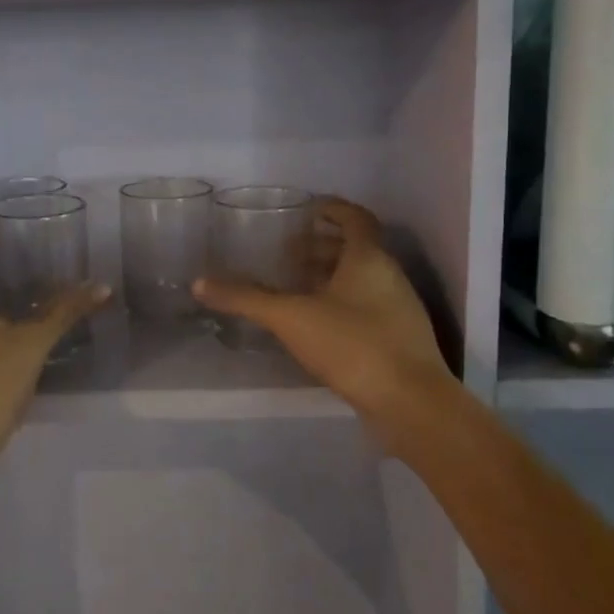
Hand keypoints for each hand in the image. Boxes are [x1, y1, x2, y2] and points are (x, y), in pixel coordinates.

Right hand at [194, 197, 459, 449]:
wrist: (412, 404)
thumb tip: (200, 283)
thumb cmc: (353, 345)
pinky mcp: (400, 339)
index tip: (308, 210)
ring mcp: (399, 309)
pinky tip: (319, 325)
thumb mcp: (291, 318)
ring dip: (333, 276)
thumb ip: (247, 298)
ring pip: (364, 279)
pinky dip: (343, 304)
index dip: (333, 209)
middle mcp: (389, 276)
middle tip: (290, 252)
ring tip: (298, 288)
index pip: (355, 217)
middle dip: (324, 246)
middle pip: (358, 248)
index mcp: (369, 258)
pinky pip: (369, 307)